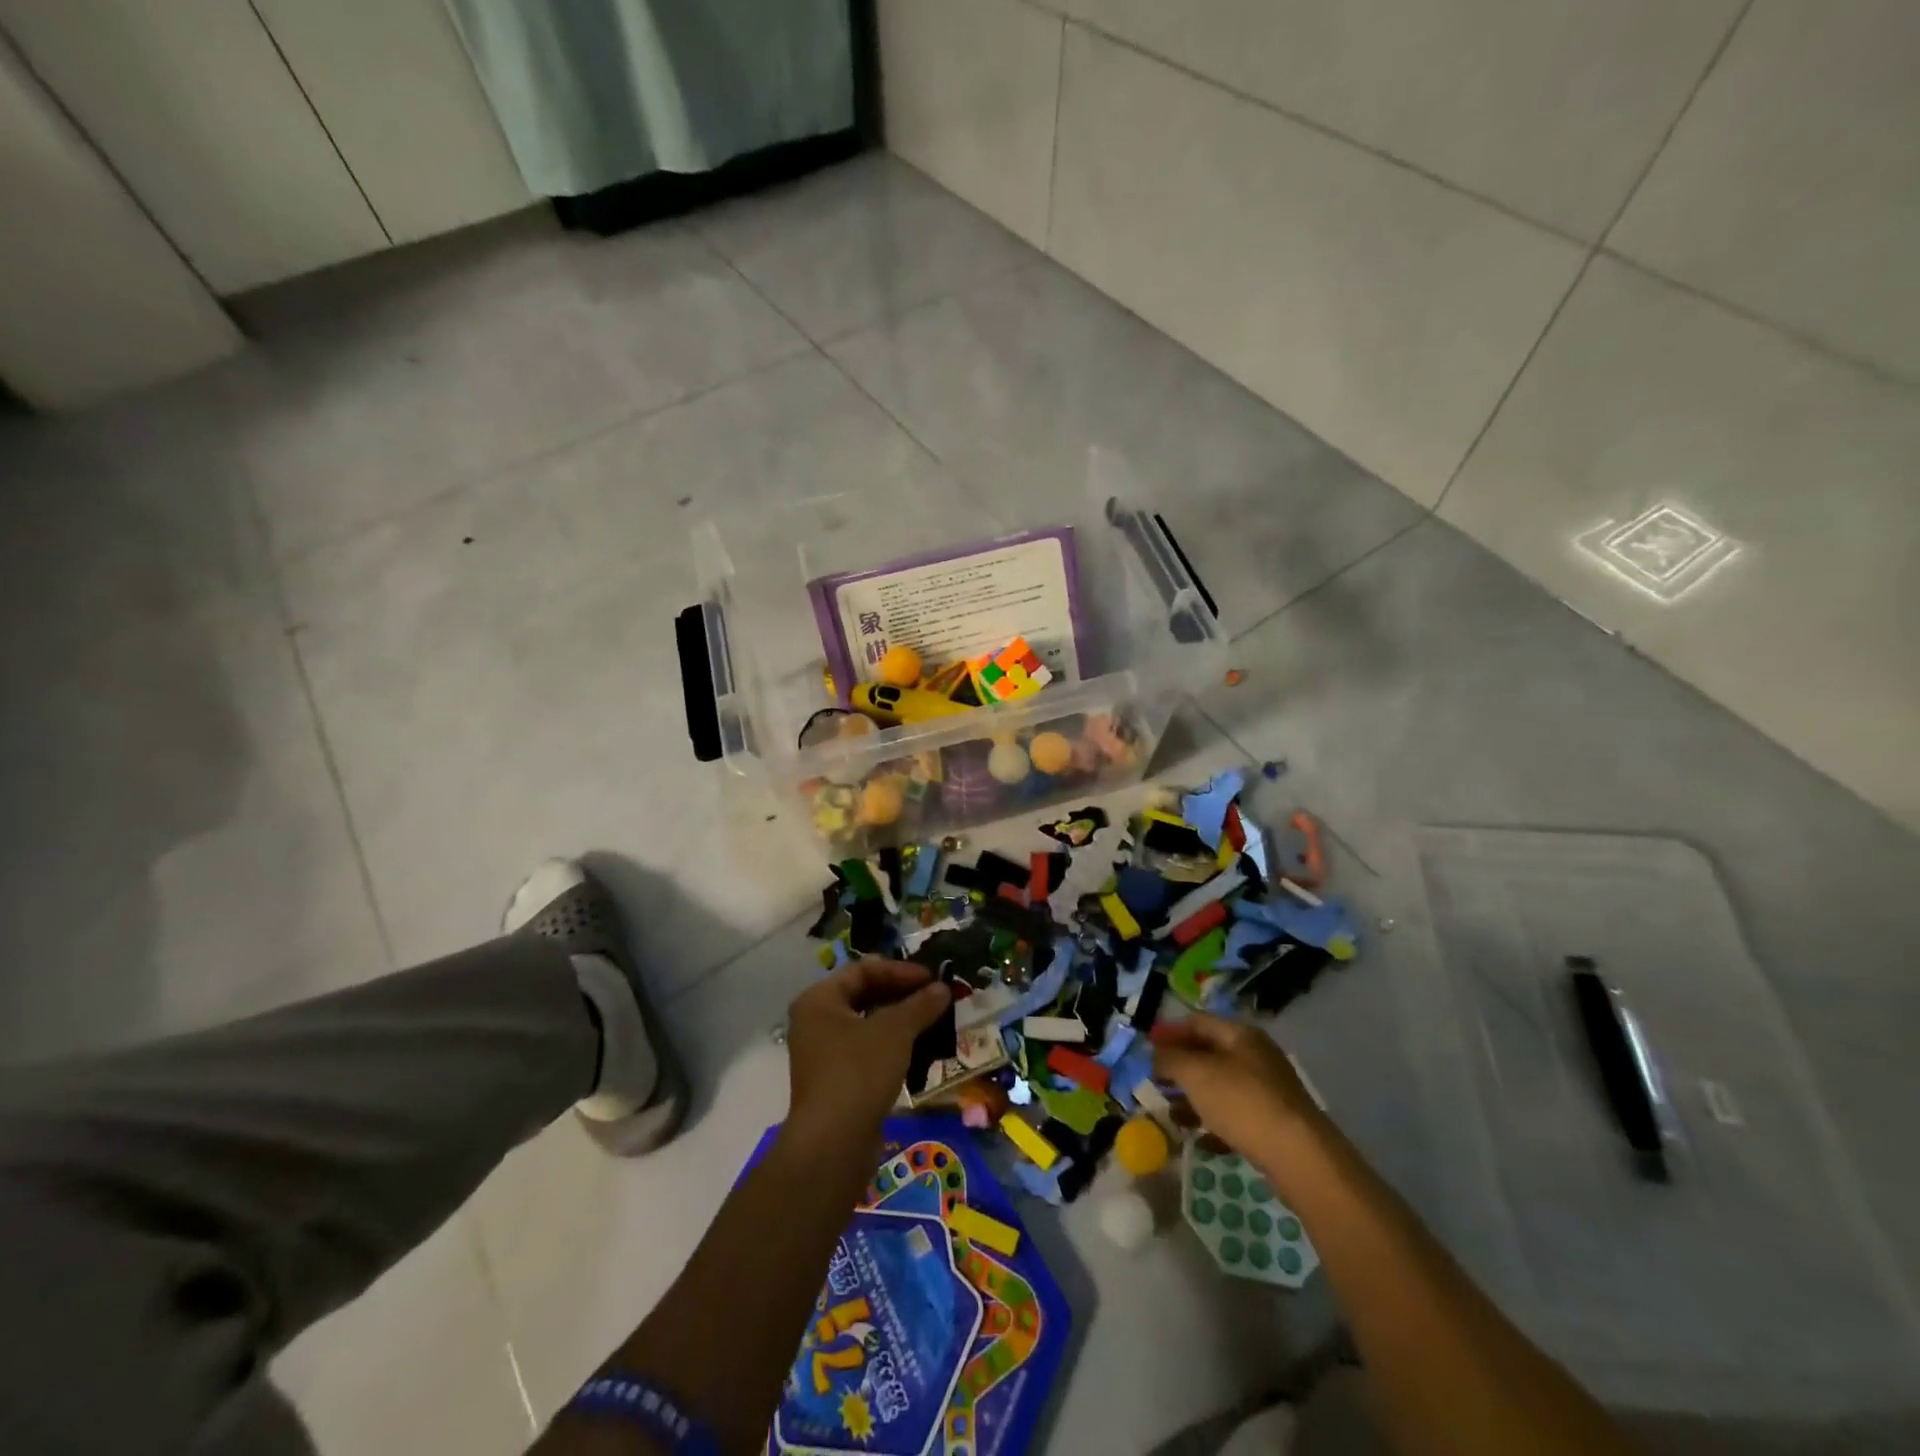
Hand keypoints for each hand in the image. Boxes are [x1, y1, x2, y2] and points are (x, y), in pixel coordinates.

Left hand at [784, 959, 950, 1151]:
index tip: (933, 979)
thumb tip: (943, 988)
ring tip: (933, 1022)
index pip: (863, 970)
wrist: (833, 1145)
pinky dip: (892, 1045)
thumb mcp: (895, 1031)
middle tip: (936, 998)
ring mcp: (824, 1054)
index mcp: (819, 1000)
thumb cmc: (858, 1072)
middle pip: (864, 995)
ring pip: (867, 1024)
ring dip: (900, 1020)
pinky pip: (867, 1050)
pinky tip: (918, 1050)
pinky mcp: (836, 1081)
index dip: (900, 970)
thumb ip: (920, 1005)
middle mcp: (815, 1021)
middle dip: (902, 995)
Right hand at [1152, 1014, 1321, 1172]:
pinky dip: (1213, 1122)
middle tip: (1154, 1081)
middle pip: (1208, 1053)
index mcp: (1240, 1034)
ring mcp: (1267, 1089)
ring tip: (1171, 1115)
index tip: (1146, 1048)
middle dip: (1179, 1066)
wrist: (1299, 1156)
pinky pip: (1235, 1114)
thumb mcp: (1196, 1073)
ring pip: (1220, 1085)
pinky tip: (1199, 1140)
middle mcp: (1255, 1055)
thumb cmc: (1242, 1102)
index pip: (1197, 1022)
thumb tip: (1155, 1054)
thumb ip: (1170, 1059)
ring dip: (1193, 1097)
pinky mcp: (1273, 1121)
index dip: (1169, 1032)